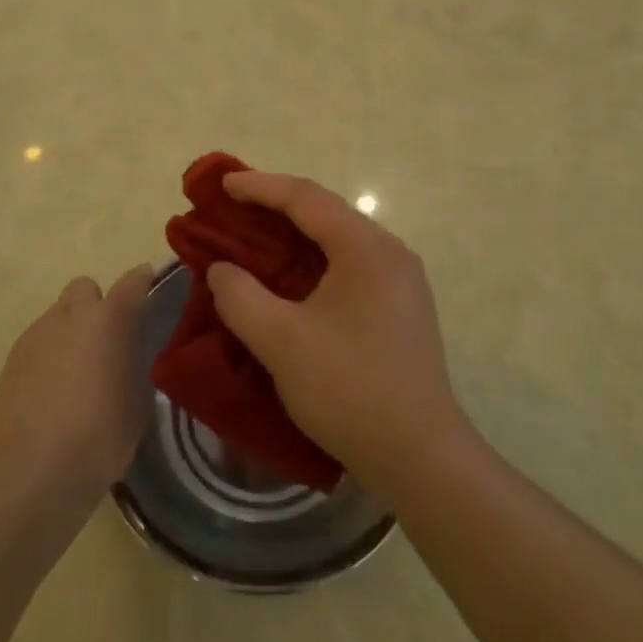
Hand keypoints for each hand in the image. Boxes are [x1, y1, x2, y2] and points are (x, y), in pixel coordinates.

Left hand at [0, 265, 152, 509]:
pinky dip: (47, 357)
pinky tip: (50, 393)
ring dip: (70, 333)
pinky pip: (36, 344)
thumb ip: (133, 370)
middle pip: (85, 288)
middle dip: (96, 305)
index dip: (143, 282)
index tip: (150, 289)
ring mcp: (35, 336)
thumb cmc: (99, 439)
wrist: (32, 475)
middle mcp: (70, 316)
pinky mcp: (10, 362)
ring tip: (75, 374)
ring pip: (57, 316)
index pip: (133, 283)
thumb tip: (127, 363)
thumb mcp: (136, 406)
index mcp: (109, 321)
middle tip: (105, 341)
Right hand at [205, 172, 469, 496]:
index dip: (260, 186)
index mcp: (366, 248)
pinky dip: (314, 261)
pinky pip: (350, 265)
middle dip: (276, 206)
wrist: (421, 457)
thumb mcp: (281, 342)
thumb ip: (241, 297)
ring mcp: (401, 281)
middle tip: (233, 206)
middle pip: (325, 212)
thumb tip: (222, 270)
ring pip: (339, 240)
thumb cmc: (350, 389)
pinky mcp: (401, 308)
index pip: (306, 198)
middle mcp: (390, 252)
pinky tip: (291, 279)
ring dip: (295, 235)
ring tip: (256, 236)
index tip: (222, 184)